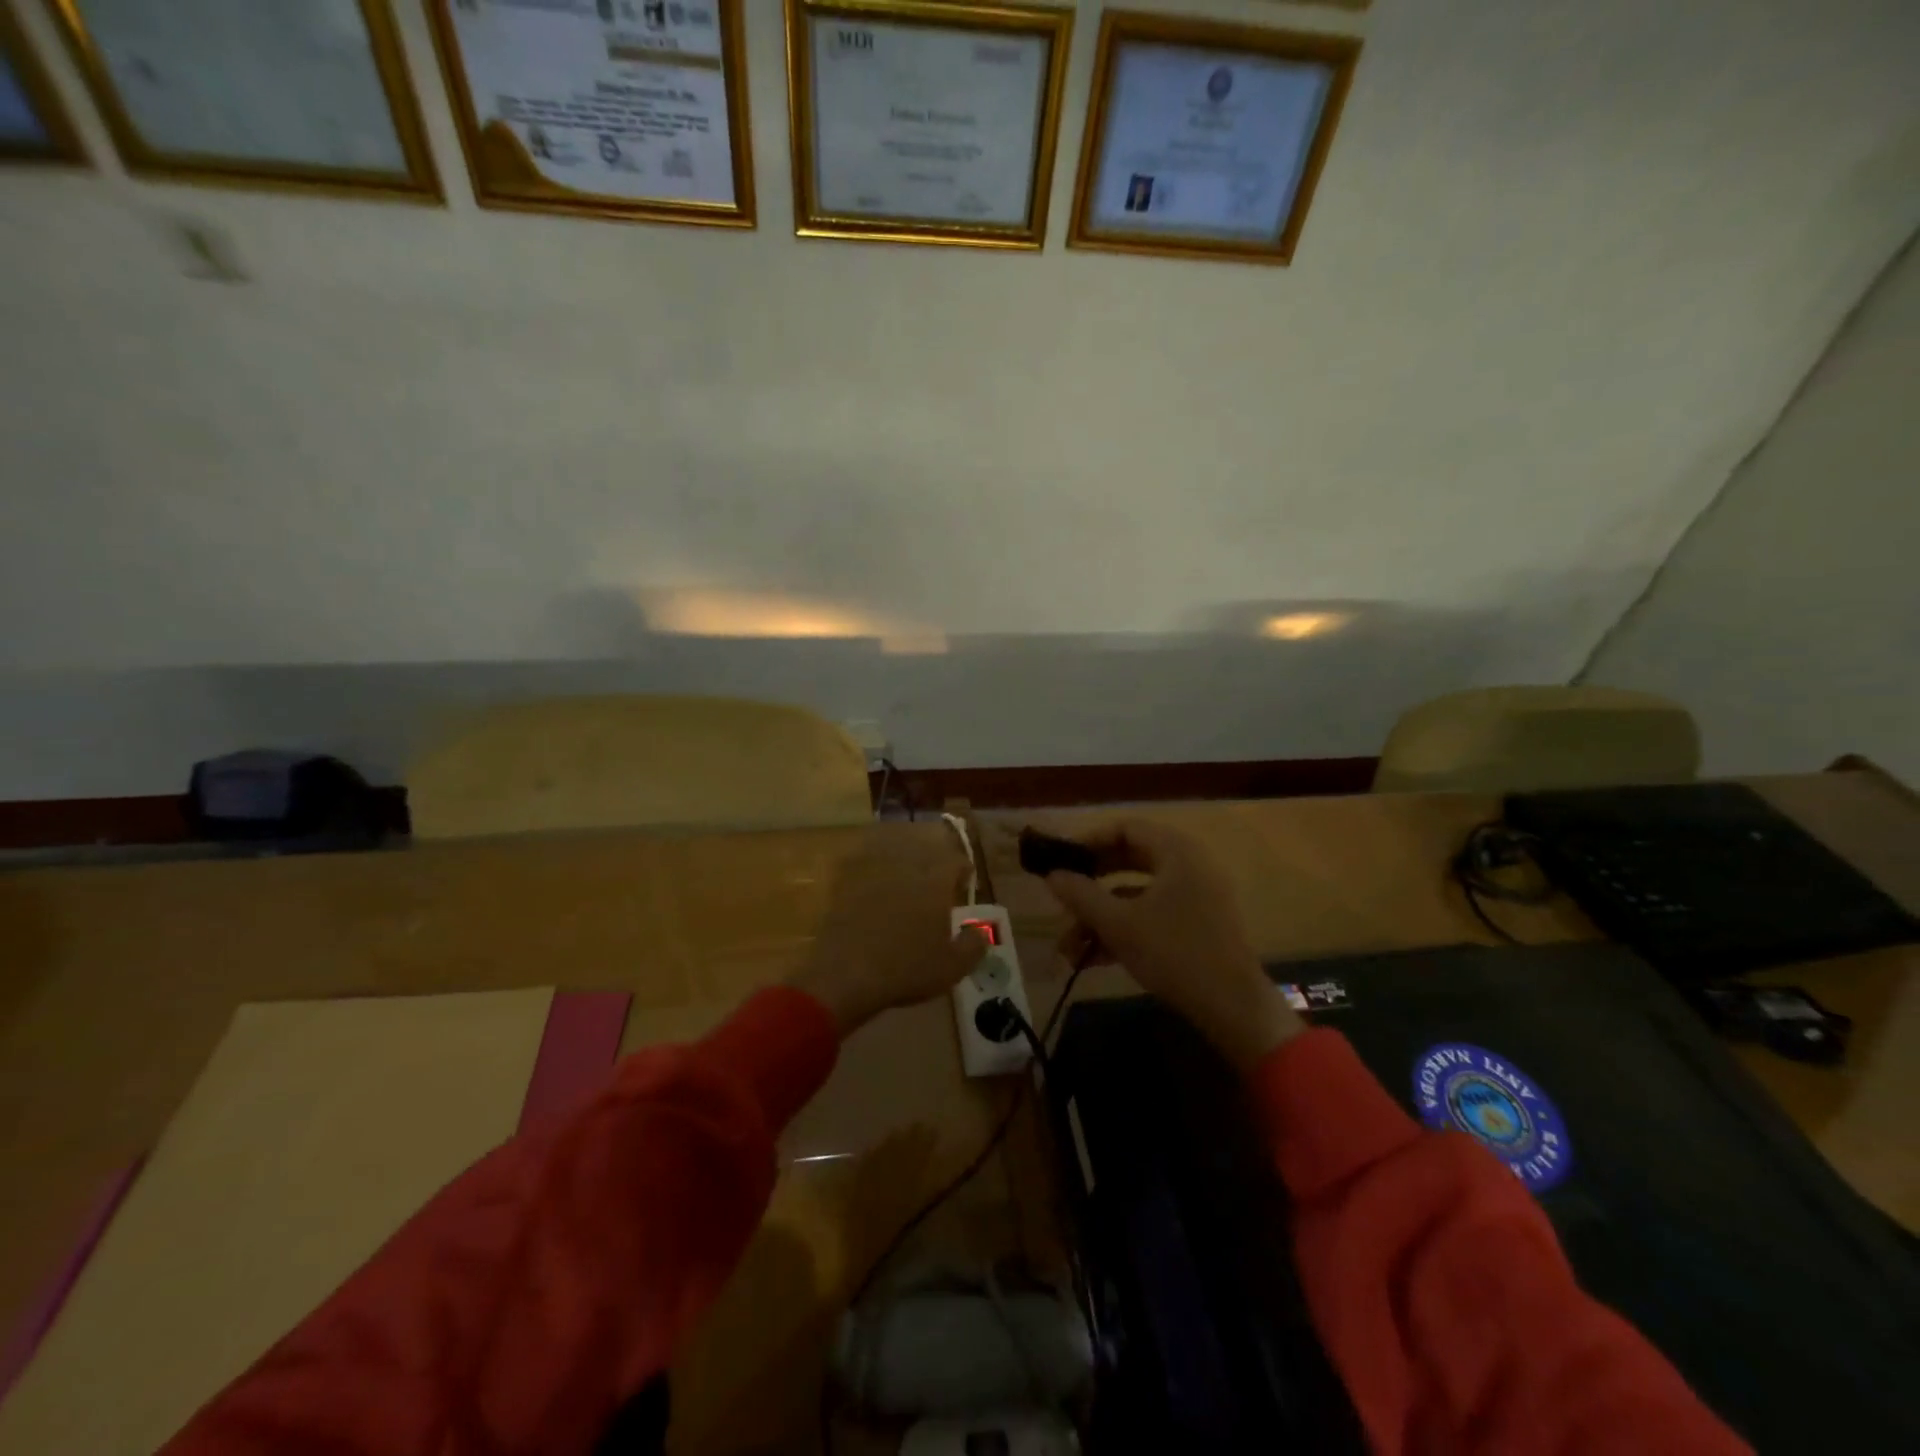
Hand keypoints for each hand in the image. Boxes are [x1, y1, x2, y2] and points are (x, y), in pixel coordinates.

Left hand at [788, 832, 989, 1035]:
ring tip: (905, 887)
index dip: (962, 872)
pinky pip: (863, 869)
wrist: (846, 974)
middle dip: (933, 866)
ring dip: (902, 866)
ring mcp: (872, 871)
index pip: (956, 861)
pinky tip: (873, 895)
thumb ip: (974, 946)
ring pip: (892, 855)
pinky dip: (871, 877)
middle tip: (935, 887)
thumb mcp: (952, 966)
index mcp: (935, 879)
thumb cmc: (907, 968)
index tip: (963, 886)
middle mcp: (905, 866)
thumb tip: (980, 933)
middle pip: (924, 852)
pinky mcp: (845, 883)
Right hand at [1042, 819, 1303, 1070]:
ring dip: (1101, 915)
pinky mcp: (1198, 925)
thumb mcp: (1118, 924)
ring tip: (1069, 946)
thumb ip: (1081, 895)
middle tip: (1062, 897)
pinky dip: (1124, 929)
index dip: (1089, 841)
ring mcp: (1196, 896)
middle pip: (1129, 860)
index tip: (1061, 860)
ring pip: (1137, 893)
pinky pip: (1152, 914)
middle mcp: (1189, 865)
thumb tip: (1051, 875)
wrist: (1233, 1008)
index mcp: (1176, 852)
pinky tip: (1093, 958)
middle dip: (1091, 884)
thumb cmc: (1174, 953)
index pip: (1125, 829)